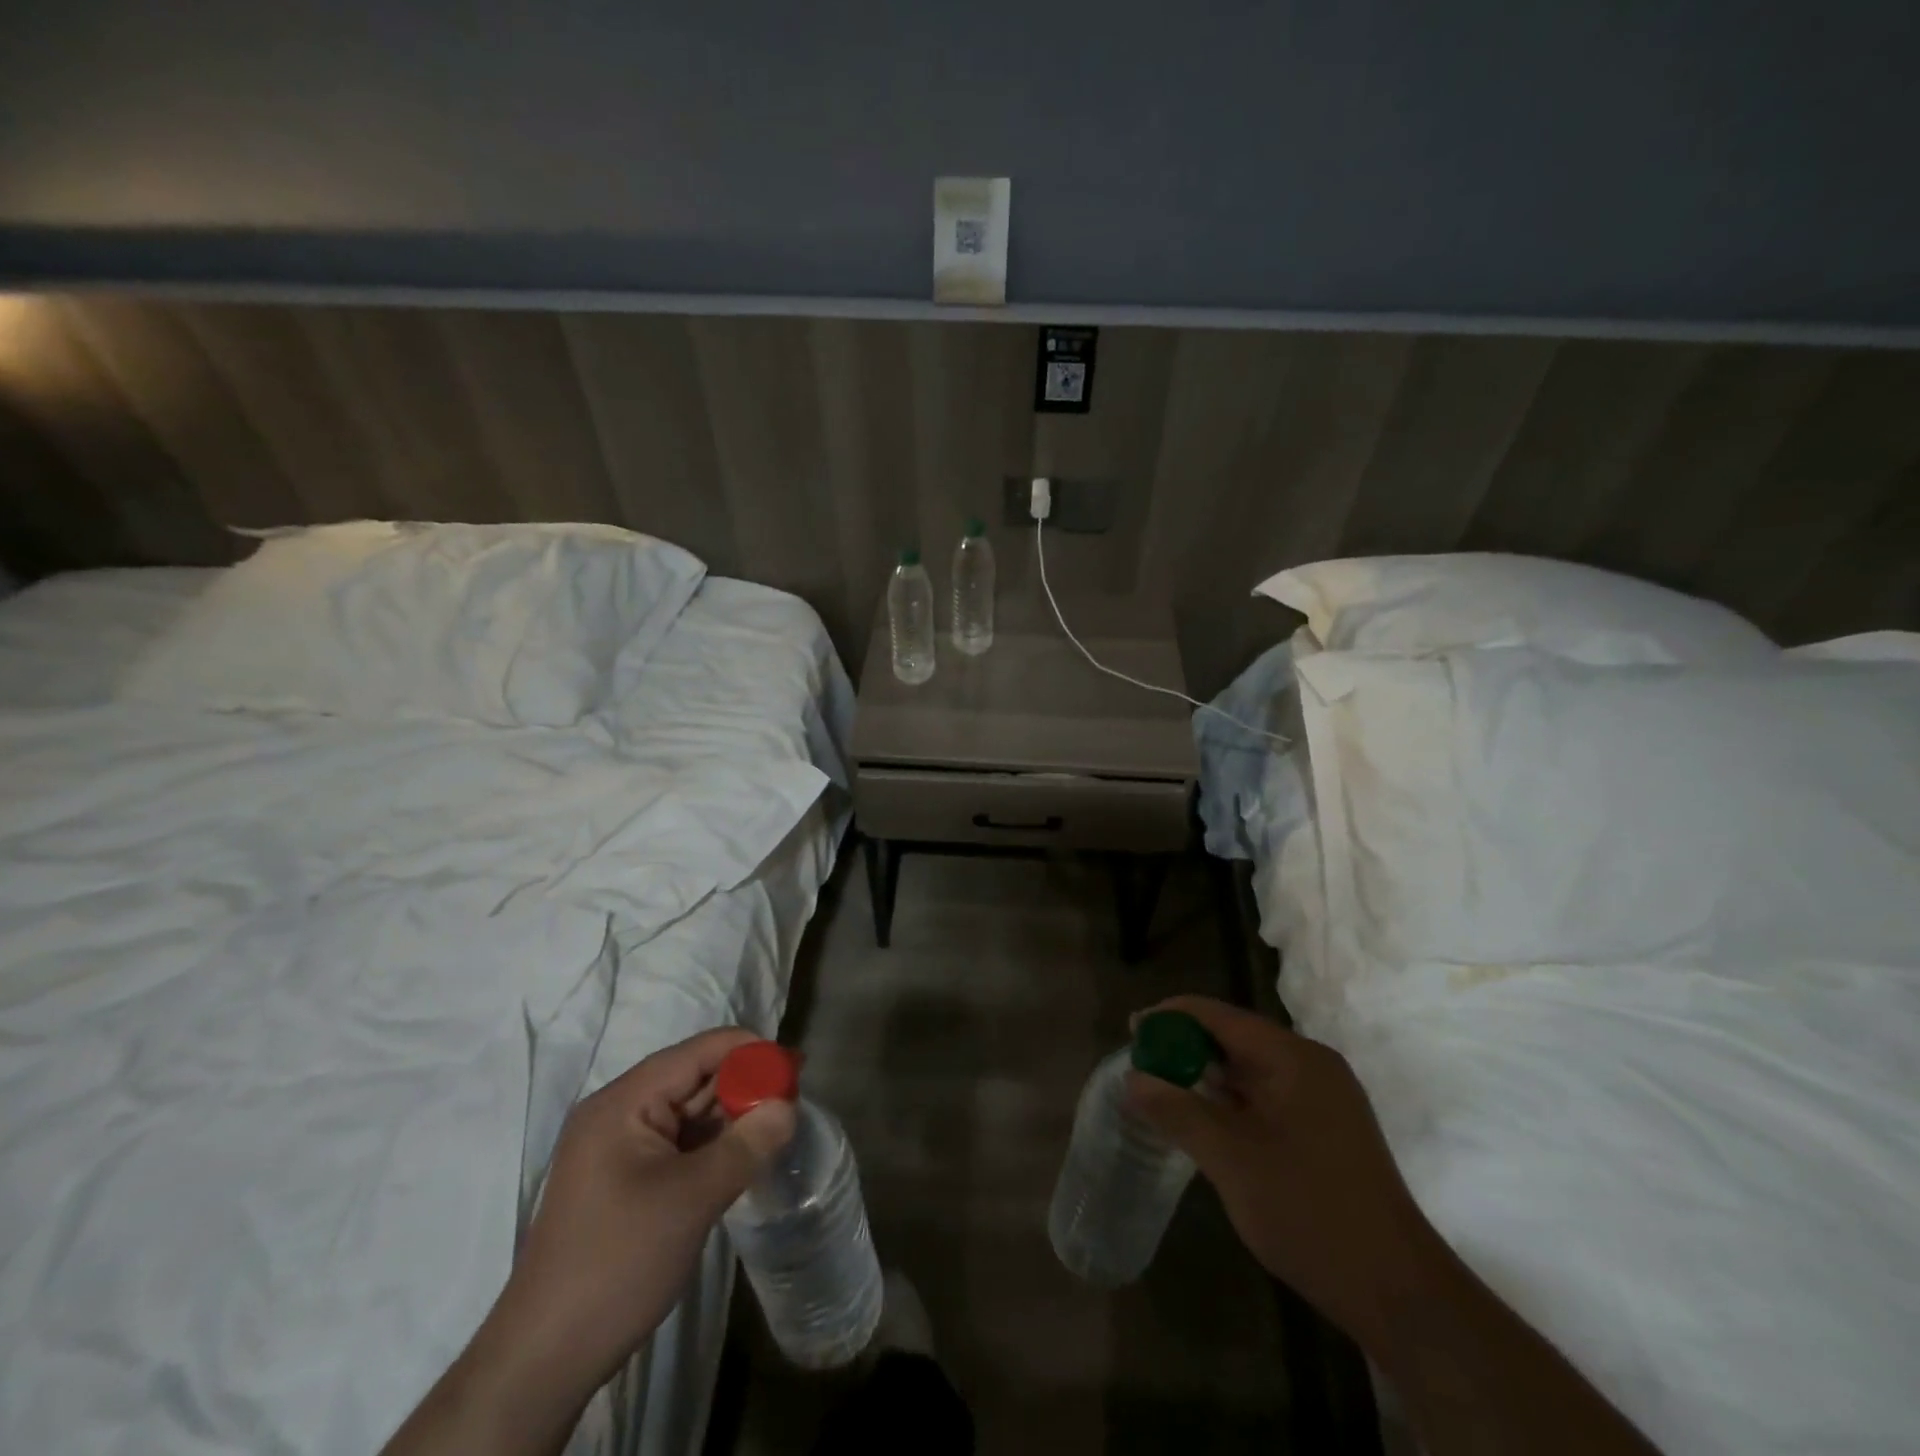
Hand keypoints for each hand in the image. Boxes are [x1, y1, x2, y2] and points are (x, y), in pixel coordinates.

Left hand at [384, 1027, 794, 1455]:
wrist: (546, 1358)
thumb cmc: (618, 1262)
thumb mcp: (693, 1199)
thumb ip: (746, 1144)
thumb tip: (789, 1105)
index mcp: (625, 1102)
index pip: (698, 1052)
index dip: (749, 1051)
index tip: (795, 1066)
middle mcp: (619, 1112)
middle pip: (694, 1076)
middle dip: (745, 1081)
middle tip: (795, 1094)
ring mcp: (620, 1146)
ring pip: (689, 1110)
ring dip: (732, 1112)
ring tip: (780, 1120)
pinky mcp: (625, 1177)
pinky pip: (679, 1141)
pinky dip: (714, 1141)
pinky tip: (746, 1151)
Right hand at [1126, 996, 1447, 1348]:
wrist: (1398, 1294)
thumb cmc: (1310, 1213)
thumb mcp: (1231, 1160)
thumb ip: (1177, 1111)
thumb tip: (1131, 1079)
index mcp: (1294, 1058)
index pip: (1219, 1015)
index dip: (1171, 1017)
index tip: (1132, 1031)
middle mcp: (1311, 1065)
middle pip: (1234, 1037)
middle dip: (1185, 1047)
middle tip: (1141, 1065)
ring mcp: (1322, 1099)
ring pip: (1249, 1069)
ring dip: (1206, 1076)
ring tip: (1162, 1090)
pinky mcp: (1325, 1129)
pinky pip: (1265, 1097)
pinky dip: (1230, 1101)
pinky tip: (1203, 1121)